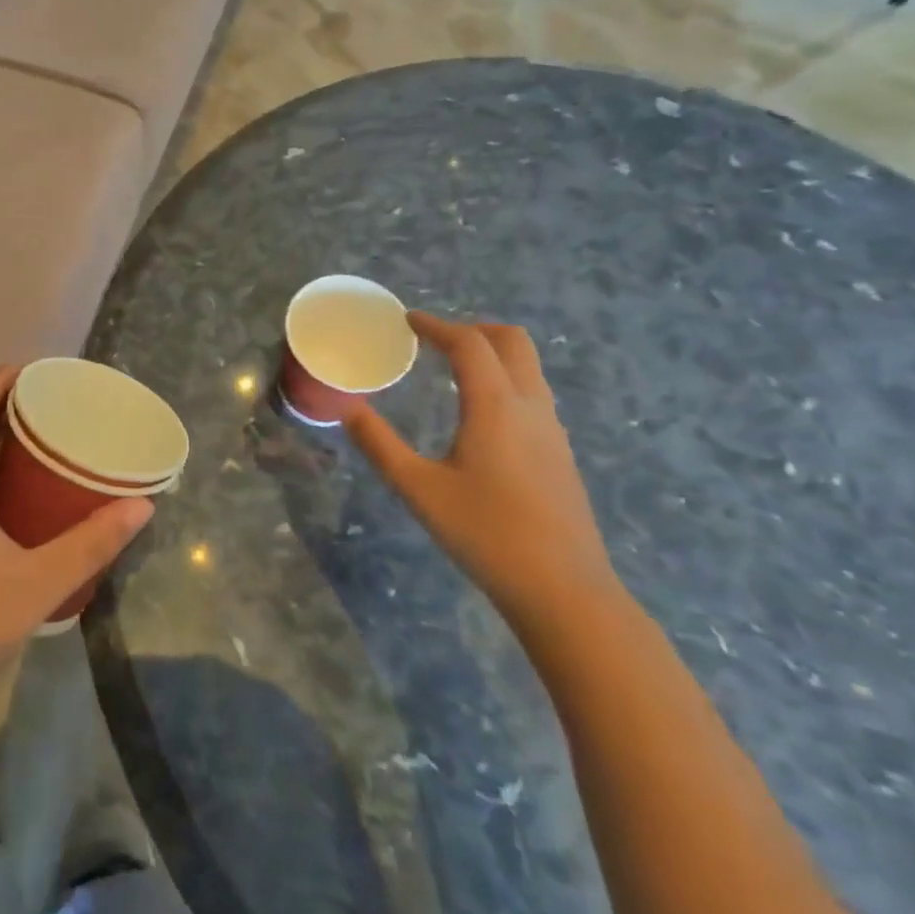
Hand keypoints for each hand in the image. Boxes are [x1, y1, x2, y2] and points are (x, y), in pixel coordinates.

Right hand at [345, 313, 617, 622]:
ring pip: (528, 366)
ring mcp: (552, 429)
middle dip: (473, 329)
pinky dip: (505, 380)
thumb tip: (348, 409)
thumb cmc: (487, 534)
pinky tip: (480, 414)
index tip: (407, 321)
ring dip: (492, 353)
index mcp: (495, 405)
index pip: (469, 343)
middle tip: (435, 340)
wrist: (565, 592)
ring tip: (453, 370)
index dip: (436, 325)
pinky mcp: (561, 453)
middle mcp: (530, 406)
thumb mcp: (419, 489)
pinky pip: (533, 393)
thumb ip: (380, 445)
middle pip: (512, 341)